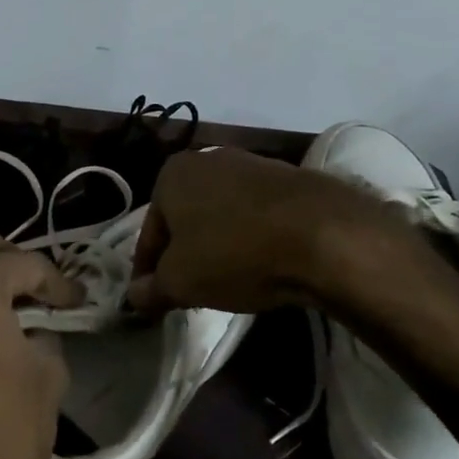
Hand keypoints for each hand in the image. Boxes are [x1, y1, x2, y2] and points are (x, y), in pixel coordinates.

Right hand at [128, 146, 422, 314]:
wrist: (324, 235)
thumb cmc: (235, 253)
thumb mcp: (181, 282)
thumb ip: (151, 290)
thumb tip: (134, 297)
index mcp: (172, 174)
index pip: (150, 233)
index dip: (147, 271)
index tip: (152, 299)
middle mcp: (207, 159)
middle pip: (185, 218)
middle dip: (183, 253)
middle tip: (188, 290)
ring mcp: (251, 164)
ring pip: (220, 214)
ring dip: (218, 244)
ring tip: (228, 280)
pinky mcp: (288, 177)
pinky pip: (256, 214)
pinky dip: (251, 237)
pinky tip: (262, 263)